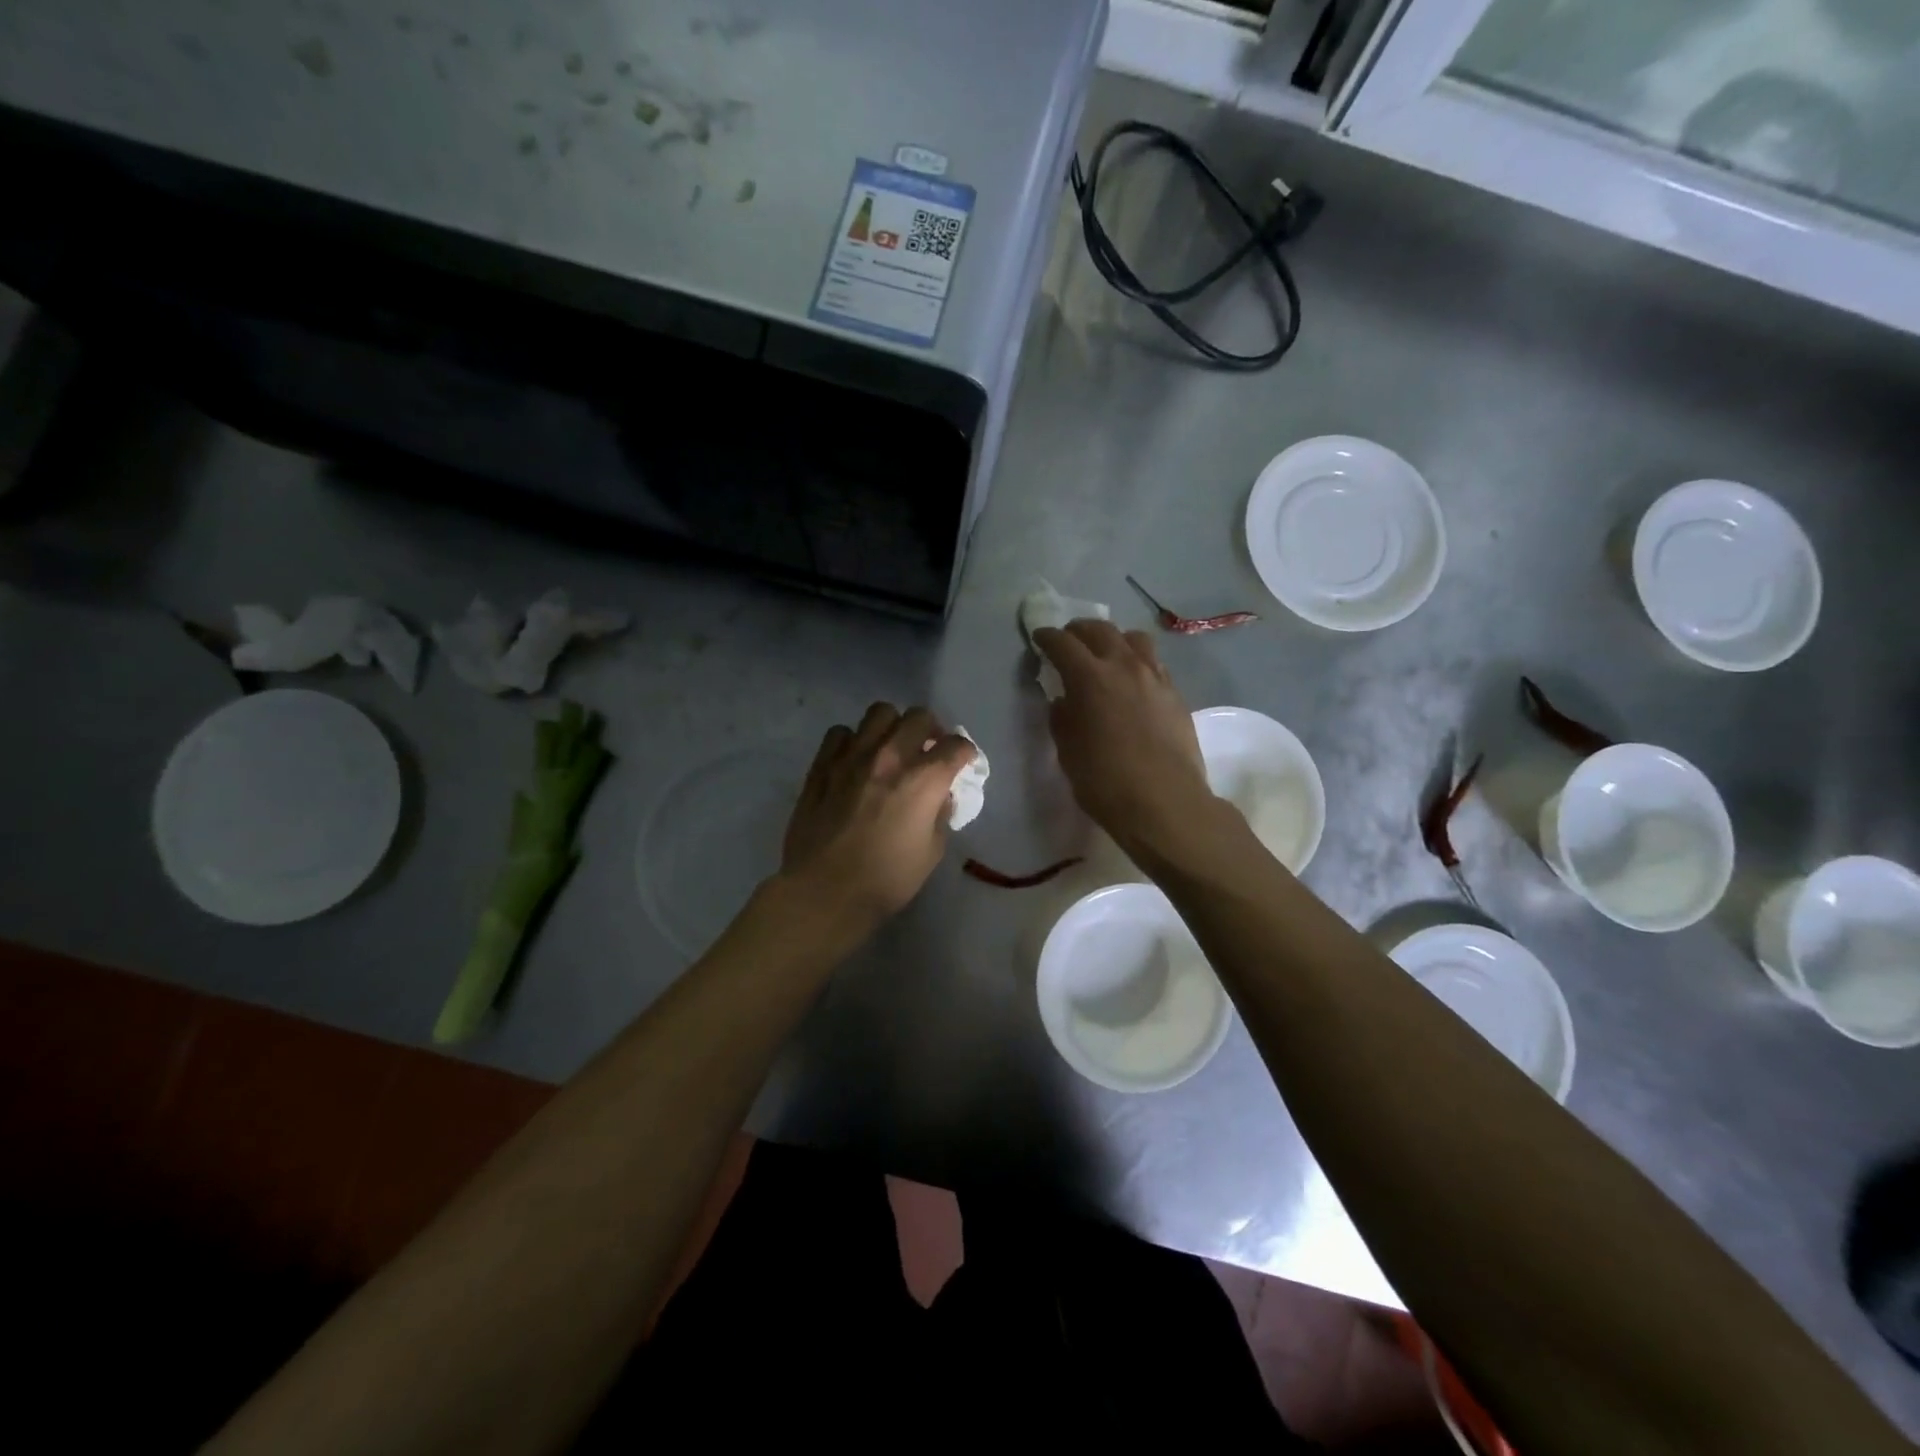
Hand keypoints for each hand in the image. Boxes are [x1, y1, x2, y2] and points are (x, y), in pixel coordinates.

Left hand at [779, 703, 975, 931]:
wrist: (825, 891)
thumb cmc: (886, 879)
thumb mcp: (932, 852)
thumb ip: (939, 815)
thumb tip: (939, 796)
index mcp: (923, 780)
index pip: (956, 746)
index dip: (965, 753)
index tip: (963, 763)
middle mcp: (890, 757)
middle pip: (919, 716)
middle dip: (931, 729)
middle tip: (928, 749)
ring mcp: (852, 756)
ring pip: (879, 713)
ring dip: (892, 726)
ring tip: (891, 747)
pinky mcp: (822, 764)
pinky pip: (840, 733)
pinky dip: (852, 740)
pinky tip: (854, 759)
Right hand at [1033, 621, 1215, 856]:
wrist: (1165, 803)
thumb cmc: (1106, 782)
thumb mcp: (1068, 752)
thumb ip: (1062, 719)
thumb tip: (1064, 700)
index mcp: (1090, 678)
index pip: (1063, 643)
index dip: (1047, 638)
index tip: (1039, 639)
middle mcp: (1124, 666)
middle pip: (1100, 630)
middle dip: (1079, 631)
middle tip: (1068, 641)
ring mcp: (1155, 677)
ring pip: (1133, 638)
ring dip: (1113, 639)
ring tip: (1106, 654)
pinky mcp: (1175, 693)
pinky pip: (1153, 662)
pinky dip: (1137, 660)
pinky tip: (1132, 679)